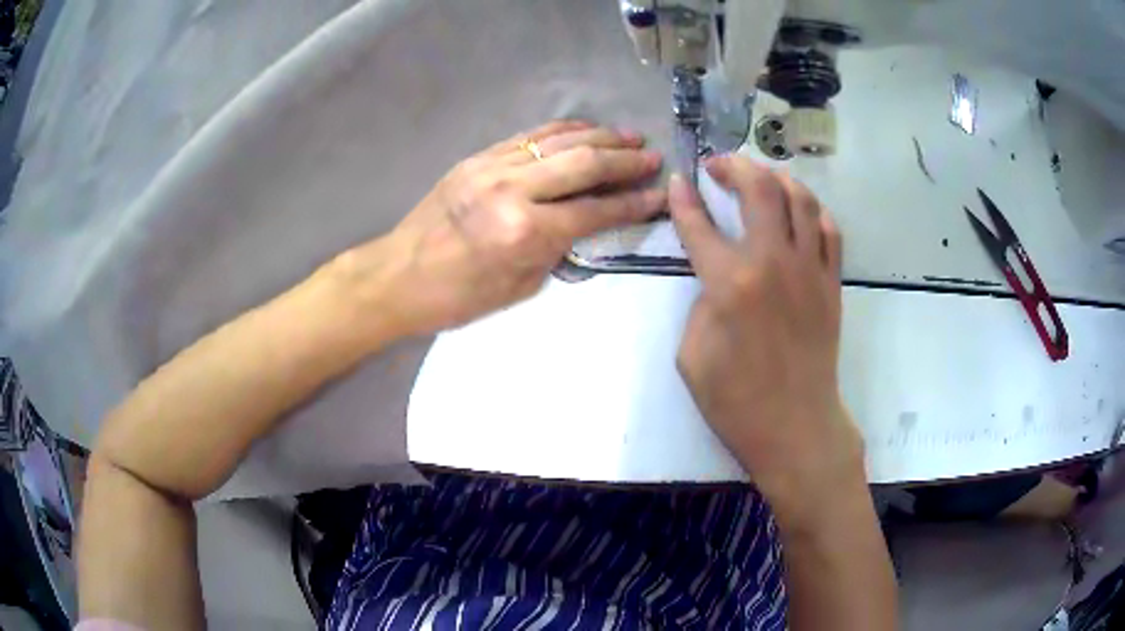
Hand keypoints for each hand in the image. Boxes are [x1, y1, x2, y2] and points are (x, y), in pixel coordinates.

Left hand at [331, 120, 664, 339]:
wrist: (398, 275)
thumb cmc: (457, 297)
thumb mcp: (519, 287)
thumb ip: (557, 248)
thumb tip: (586, 221)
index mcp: (523, 232)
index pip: (594, 211)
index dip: (633, 203)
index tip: (660, 195)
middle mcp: (512, 190)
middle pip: (583, 163)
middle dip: (625, 160)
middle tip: (653, 158)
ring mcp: (492, 167)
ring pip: (559, 140)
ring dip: (600, 136)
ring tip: (630, 137)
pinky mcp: (478, 157)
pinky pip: (529, 135)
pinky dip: (563, 129)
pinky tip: (585, 129)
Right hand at [668, 156, 863, 520]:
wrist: (795, 426)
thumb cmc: (736, 400)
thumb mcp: (691, 355)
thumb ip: (700, 303)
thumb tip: (716, 278)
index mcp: (730, 283)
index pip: (699, 224)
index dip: (683, 198)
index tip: (678, 180)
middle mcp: (773, 262)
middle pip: (759, 189)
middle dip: (735, 166)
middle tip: (719, 165)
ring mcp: (809, 270)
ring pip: (800, 200)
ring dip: (777, 178)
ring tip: (760, 178)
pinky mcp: (831, 284)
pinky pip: (829, 231)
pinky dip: (813, 211)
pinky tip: (800, 213)